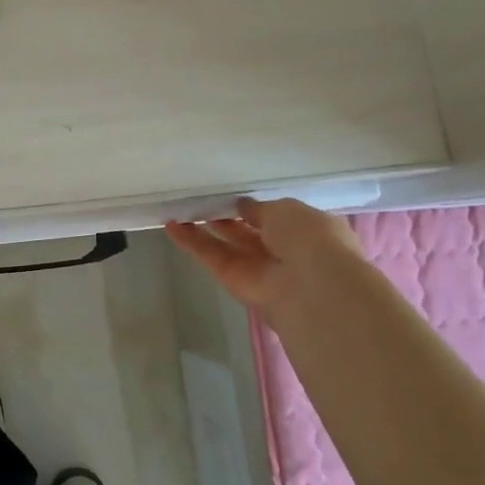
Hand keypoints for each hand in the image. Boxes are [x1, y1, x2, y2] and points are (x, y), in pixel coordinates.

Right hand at [165, 197, 365, 332]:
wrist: (314, 290)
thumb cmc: (311, 239)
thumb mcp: (287, 210)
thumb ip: (260, 208)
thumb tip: (243, 206)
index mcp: (306, 231)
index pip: (275, 217)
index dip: (252, 207)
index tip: (229, 194)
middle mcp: (282, 251)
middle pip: (247, 232)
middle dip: (225, 216)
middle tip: (199, 199)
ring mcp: (258, 269)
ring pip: (226, 245)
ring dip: (203, 228)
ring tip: (178, 208)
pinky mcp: (235, 282)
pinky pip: (212, 258)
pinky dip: (192, 243)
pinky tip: (170, 226)